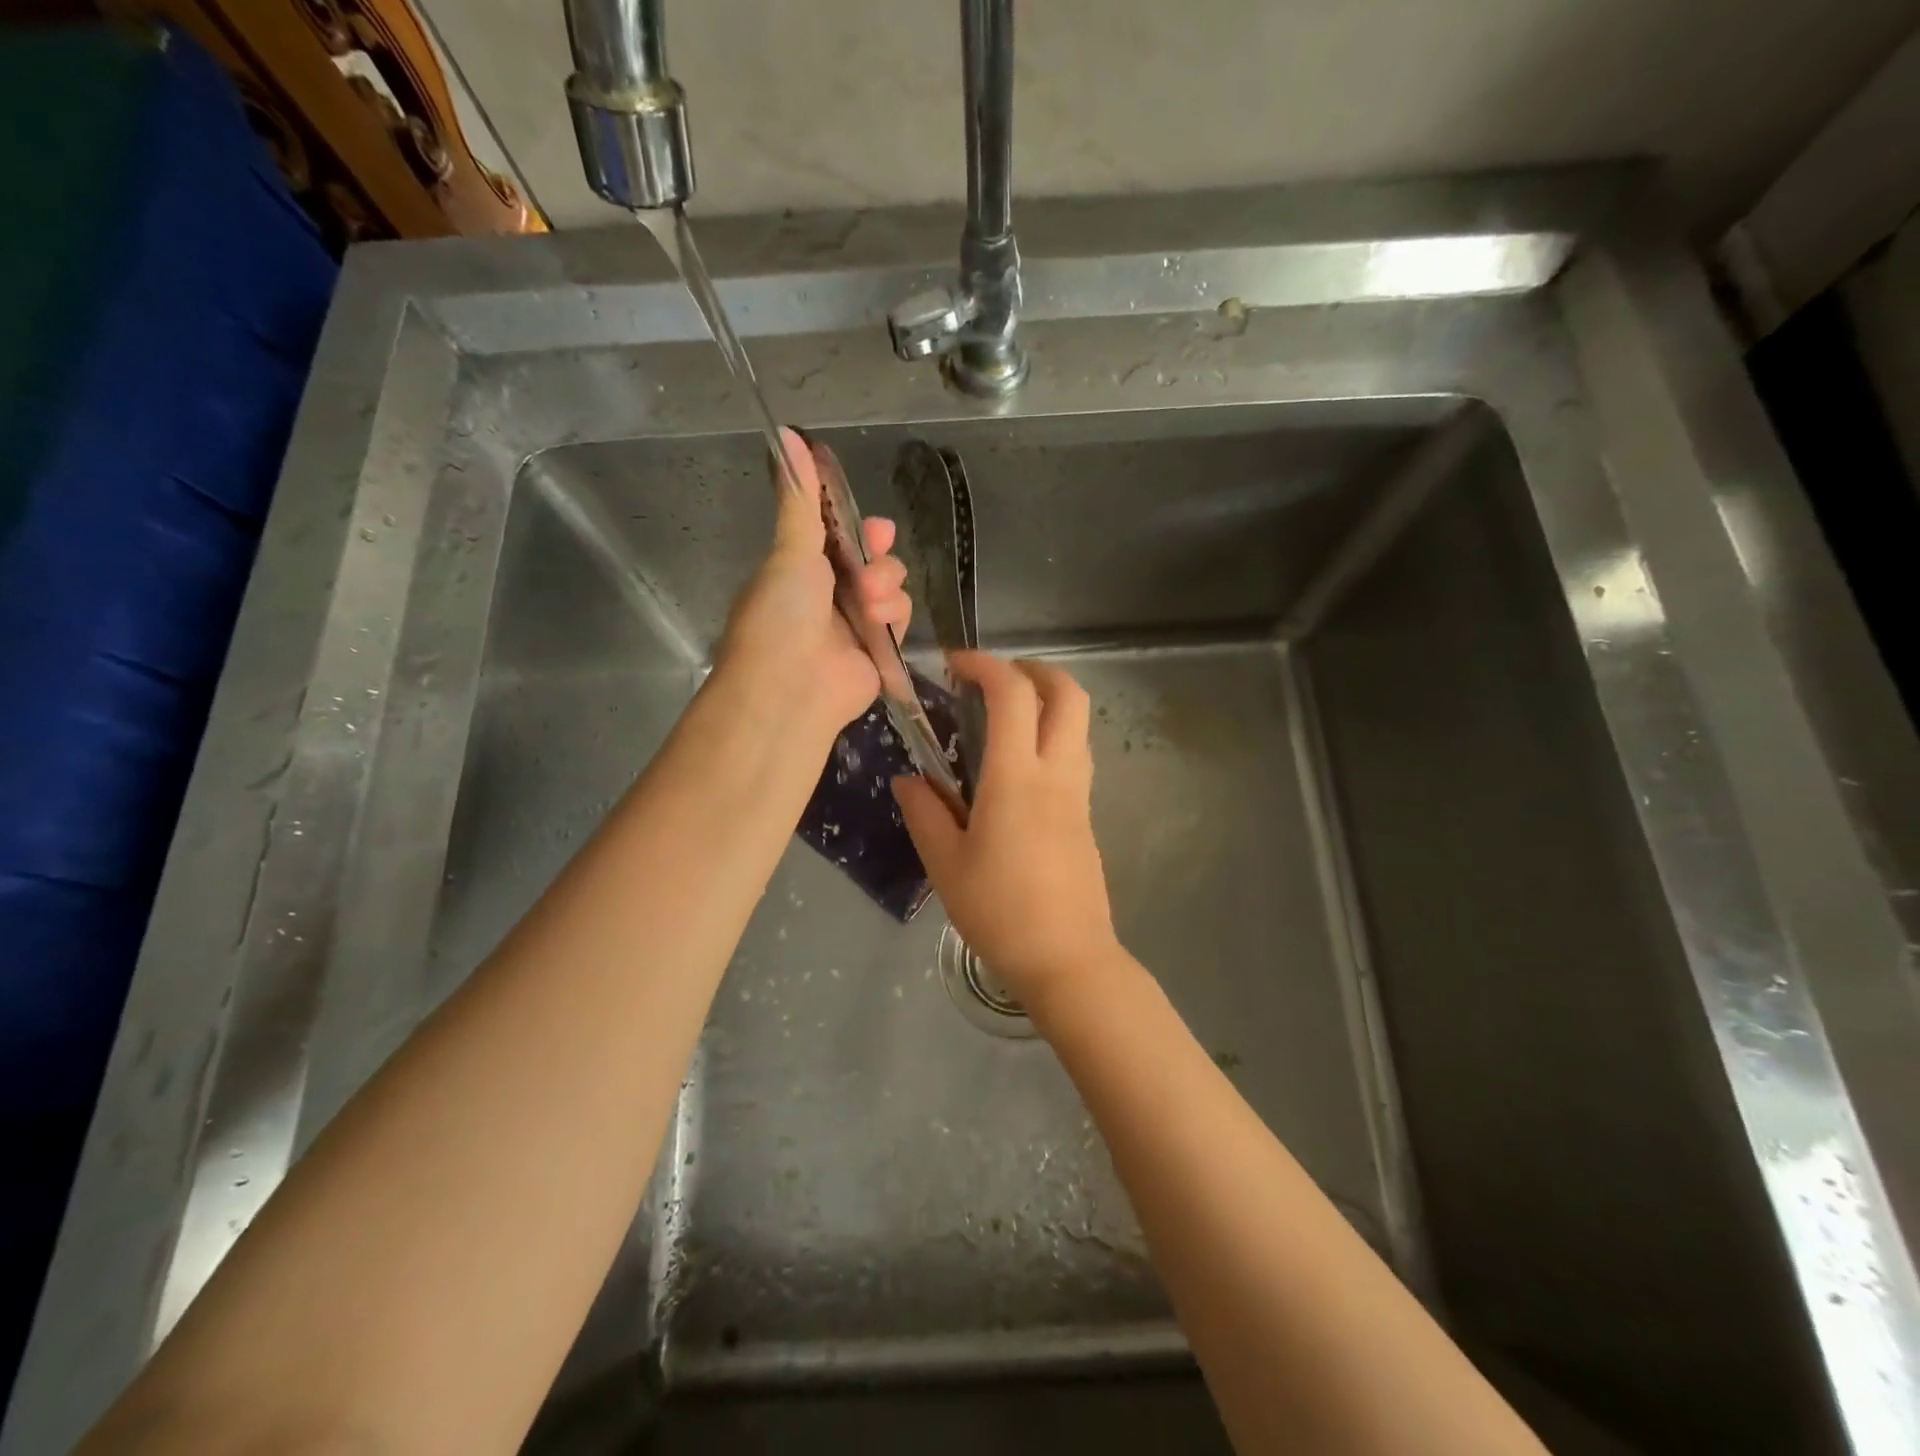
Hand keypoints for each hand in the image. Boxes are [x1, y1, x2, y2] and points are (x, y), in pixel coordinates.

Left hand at [713, 427, 911, 736]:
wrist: (791, 687)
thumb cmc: (782, 614)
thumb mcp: (790, 550)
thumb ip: (799, 498)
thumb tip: (786, 432)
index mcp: (801, 568)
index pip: (838, 536)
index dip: (857, 526)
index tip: (869, 524)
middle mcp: (828, 595)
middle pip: (872, 559)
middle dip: (877, 555)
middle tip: (871, 559)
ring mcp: (854, 625)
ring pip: (891, 587)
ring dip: (885, 587)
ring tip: (868, 604)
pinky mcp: (879, 652)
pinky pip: (900, 619)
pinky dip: (893, 616)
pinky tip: (879, 622)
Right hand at [893, 652, 1121, 1013]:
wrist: (1066, 958)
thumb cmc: (999, 912)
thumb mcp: (945, 864)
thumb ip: (924, 813)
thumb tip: (908, 780)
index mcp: (1016, 778)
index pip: (1012, 695)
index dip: (985, 665)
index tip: (955, 664)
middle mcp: (1056, 774)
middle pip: (1068, 694)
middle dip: (1034, 669)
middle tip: (995, 679)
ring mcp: (1079, 794)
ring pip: (1078, 723)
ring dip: (1048, 701)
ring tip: (1004, 718)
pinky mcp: (1087, 816)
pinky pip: (1076, 755)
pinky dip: (1052, 736)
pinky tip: (1018, 767)